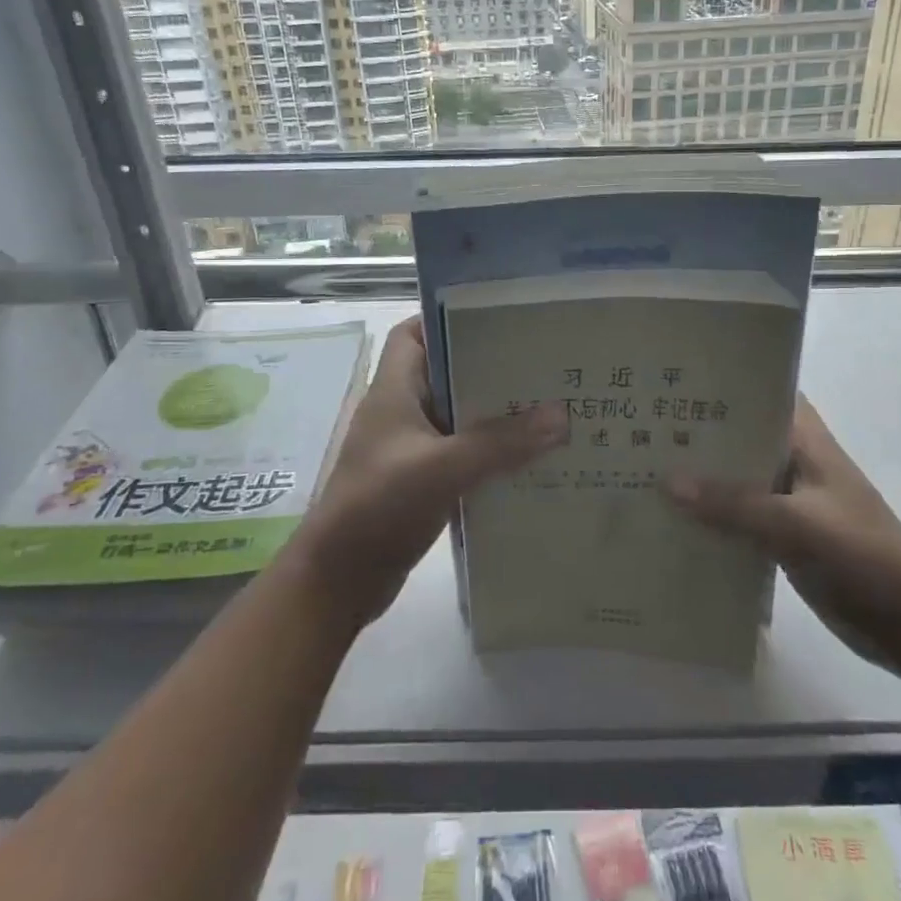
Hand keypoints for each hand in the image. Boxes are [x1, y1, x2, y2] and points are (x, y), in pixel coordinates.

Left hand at [290, 317, 567, 627]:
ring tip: (548, 406)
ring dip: (495, 414)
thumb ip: (500, 443)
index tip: (499, 319)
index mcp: (394, 390)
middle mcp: (401, 412)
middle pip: (447, 373)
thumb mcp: (441, 469)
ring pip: (459, 416)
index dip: (449, 319)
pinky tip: (529, 458)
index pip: (414, 333)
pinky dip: (490, 452)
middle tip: (541, 364)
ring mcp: (410, 448)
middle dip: (490, 368)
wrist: (338, 581)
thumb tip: (562, 415)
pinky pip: (462, 453)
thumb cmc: (378, 507)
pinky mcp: (421, 480)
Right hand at [665, 396, 900, 670]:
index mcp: (805, 440)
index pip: (761, 393)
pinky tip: (669, 521)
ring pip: (735, 478)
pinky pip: (737, 517)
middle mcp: (793, 461)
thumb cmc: (863, 556)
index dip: (721, 383)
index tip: (671, 380)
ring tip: (640, 468)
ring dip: (699, 478)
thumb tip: (666, 482)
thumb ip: (735, 505)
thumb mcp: (798, 525)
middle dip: (697, 433)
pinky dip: (710, 517)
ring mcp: (787, 500)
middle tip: (639, 424)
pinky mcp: (782, 536)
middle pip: (739, 436)